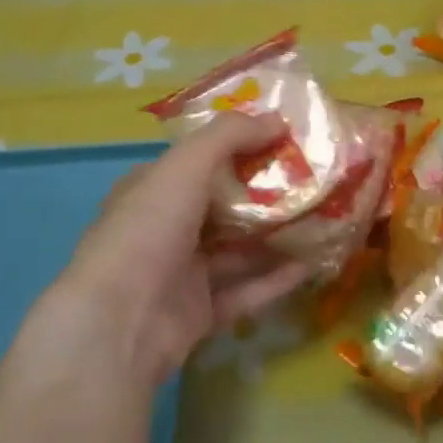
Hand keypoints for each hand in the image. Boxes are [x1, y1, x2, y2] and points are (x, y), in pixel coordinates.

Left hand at [22, 113, 311, 392]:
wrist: (119, 323)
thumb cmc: (148, 230)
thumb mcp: (185, 166)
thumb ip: (229, 136)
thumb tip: (278, 119)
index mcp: (152, 190)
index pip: (200, 162)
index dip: (240, 149)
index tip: (285, 142)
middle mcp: (165, 229)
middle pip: (225, 207)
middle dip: (268, 196)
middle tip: (315, 183)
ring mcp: (182, 274)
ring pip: (239, 251)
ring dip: (278, 238)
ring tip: (324, 222)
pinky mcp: (200, 313)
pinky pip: (245, 291)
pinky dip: (276, 279)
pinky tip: (311, 265)